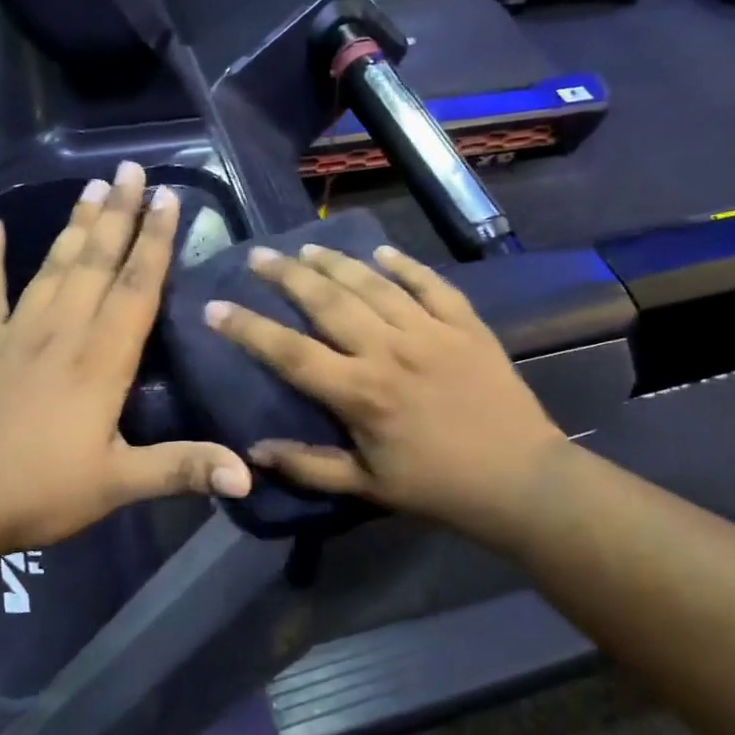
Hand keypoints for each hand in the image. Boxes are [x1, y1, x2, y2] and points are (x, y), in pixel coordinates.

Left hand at [0, 161, 251, 577]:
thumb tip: (249, 478)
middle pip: (97, 262)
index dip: (156, 241)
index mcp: (100, 360)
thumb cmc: (36, 493)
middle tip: (132, 168)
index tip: (168, 197)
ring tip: (93, 186)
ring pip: (53, 266)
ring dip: (76, 226)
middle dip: (120, 214)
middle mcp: (61, 332)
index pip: (137, 287)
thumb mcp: (117, 485)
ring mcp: (13, 333)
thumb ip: (183, 470)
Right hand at [204, 242, 567, 541]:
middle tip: (258, 257)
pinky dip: (405, 266)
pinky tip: (382, 252)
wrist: (519, 479)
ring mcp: (430, 331)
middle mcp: (389, 351)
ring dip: (335, 262)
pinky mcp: (465, 324)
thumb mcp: (368, 486)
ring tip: (306, 247)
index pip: (289, 352)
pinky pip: (430, 284)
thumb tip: (254, 451)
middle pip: (327, 301)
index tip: (216, 306)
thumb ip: (309, 466)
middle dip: (285, 276)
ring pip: (372, 284)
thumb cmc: (437, 487)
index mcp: (360, 393)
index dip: (247, 328)